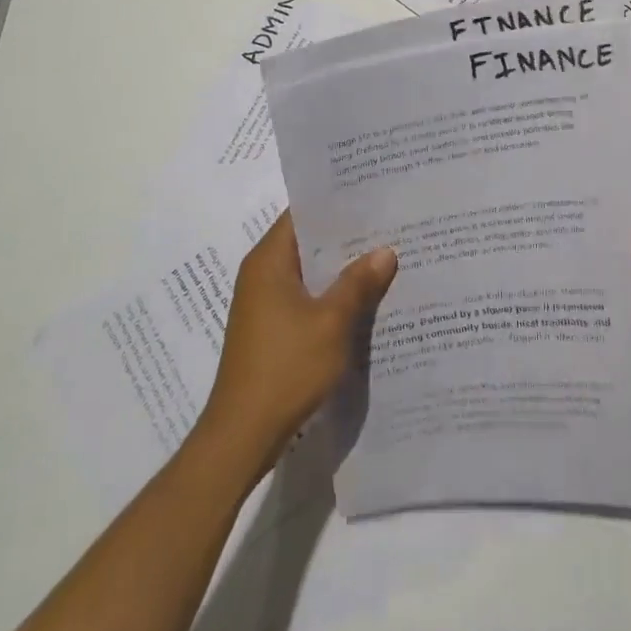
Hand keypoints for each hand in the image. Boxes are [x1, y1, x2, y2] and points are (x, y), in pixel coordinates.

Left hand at [201, 213, 397, 463]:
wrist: (242, 436)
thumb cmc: (285, 369)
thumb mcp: (331, 323)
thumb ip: (358, 283)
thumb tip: (385, 250)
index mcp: (269, 261)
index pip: (302, 213)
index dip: (335, 202)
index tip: (371, 193)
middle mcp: (262, 274)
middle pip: (308, 241)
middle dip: (345, 236)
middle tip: (388, 223)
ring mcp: (264, 303)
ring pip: (309, 271)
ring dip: (340, 268)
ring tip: (384, 255)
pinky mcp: (270, 329)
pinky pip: (305, 297)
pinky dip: (331, 293)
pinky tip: (363, 298)